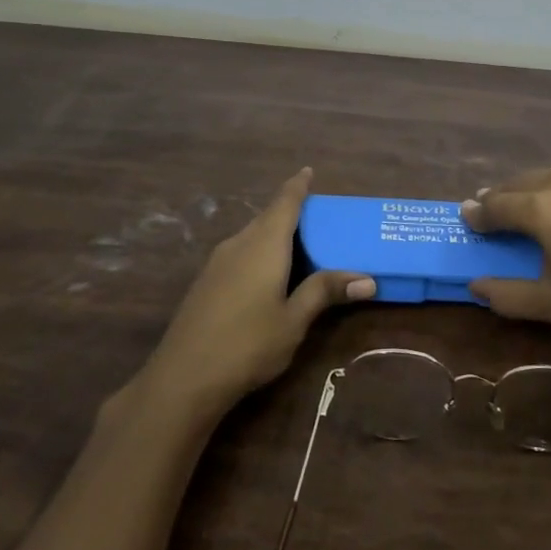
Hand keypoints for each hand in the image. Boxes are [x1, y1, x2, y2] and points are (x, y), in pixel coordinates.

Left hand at [140, 168, 372, 418]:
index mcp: (263, 245)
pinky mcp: (206, 283)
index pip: (284, 203)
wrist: (183, 379)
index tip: (308, 171)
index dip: (298, 186)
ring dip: (274, 234)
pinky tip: (268, 274)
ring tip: (299, 244)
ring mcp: (217, 263)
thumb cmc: (247, 344)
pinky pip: (240, 253)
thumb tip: (367, 279)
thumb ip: (325, 292)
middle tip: (318, 217)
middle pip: (267, 218)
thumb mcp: (294, 320)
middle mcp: (238, 244)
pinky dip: (259, 251)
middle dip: (290, 212)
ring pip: (251, 236)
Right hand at [461, 162, 550, 348]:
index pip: (495, 204)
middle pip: (520, 182)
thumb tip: (475, 285)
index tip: (466, 217)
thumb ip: (507, 295)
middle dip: (502, 197)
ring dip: (534, 189)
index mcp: (540, 207)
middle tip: (493, 212)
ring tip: (533, 207)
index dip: (478, 213)